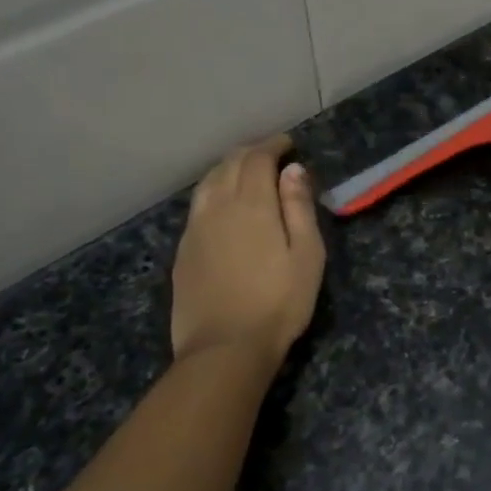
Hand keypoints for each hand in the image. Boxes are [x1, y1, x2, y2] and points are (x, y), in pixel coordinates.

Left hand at [171, 135, 324, 365]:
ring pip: (208, 183)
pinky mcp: (183, 251)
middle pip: (229, 164)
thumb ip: (299, 208)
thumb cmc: (279, 302)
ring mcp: (195, 229)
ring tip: (245, 172)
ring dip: (227, 168)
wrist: (225, 347)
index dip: (272, 145)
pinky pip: (197, 206)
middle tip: (270, 153)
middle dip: (250, 152)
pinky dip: (213, 191)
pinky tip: (222, 205)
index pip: (257, 158)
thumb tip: (292, 170)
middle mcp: (218, 207)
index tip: (288, 143)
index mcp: (252, 204)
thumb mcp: (307, 255)